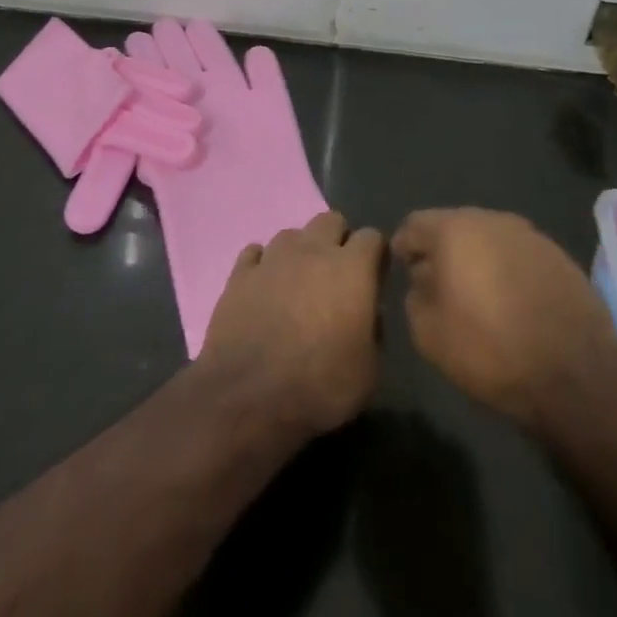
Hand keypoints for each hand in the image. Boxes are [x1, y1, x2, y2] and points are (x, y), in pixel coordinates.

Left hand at [198, 210, 385, 438]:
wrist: (248, 395)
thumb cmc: (319, 385)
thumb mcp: (368, 372)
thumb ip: (373, 332)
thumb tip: (368, 315)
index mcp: (351, 268)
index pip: (372, 237)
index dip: (376, 255)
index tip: (374, 277)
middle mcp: (312, 250)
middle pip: (331, 220)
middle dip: (338, 240)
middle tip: (337, 275)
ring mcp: (273, 258)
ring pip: (292, 234)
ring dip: (300, 252)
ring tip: (298, 283)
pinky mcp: (240, 273)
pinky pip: (255, 254)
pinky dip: (263, 265)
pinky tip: (264, 287)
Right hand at [394, 208, 616, 429]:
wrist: (576, 374)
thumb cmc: (491, 349)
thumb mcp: (430, 334)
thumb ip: (414, 296)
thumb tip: (423, 279)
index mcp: (455, 229)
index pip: (414, 224)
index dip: (404, 247)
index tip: (403, 272)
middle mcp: (492, 219)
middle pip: (454, 226)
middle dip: (442, 250)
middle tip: (438, 284)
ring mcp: (530, 234)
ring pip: (489, 238)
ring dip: (477, 259)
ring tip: (477, 295)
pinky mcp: (558, 255)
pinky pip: (518, 254)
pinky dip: (508, 270)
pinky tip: (512, 302)